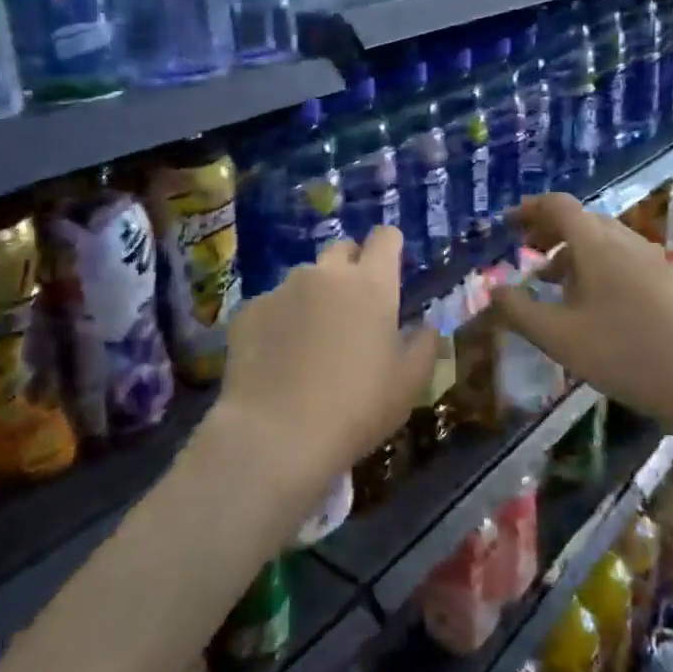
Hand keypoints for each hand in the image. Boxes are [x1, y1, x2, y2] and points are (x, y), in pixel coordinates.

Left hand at [210, 228, 437, 516]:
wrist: (278, 434)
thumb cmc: (357, 407)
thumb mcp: (409, 384)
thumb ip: (423, 345)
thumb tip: (425, 325)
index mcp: (371, 284)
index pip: (385, 237)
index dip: (390, 247)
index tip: (390, 268)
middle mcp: (325, 274)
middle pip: (341, 250)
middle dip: (350, 269)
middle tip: (353, 310)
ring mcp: (282, 289)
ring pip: (304, 280)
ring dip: (313, 298)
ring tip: (310, 342)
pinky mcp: (248, 310)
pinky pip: (271, 306)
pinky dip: (279, 322)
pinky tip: (277, 360)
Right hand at [491, 193, 672, 427]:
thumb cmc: (621, 354)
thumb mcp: (557, 336)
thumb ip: (518, 310)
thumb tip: (494, 290)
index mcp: (597, 245)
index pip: (560, 206)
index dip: (530, 209)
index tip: (508, 224)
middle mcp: (625, 241)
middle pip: (582, 219)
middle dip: (548, 230)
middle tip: (524, 251)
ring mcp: (650, 259)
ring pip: (602, 238)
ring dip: (571, 248)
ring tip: (550, 279)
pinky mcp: (664, 280)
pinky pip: (620, 255)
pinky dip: (594, 262)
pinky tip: (588, 299)